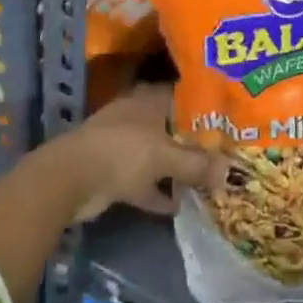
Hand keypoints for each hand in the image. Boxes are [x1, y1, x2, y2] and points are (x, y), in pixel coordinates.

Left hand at [61, 83, 227, 218]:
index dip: (202, 105)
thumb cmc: (123, 151)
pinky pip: (143, 183)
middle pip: (170, 127)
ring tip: (204, 181)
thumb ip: (197, 165)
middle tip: (220, 151)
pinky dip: (157, 194)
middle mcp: (137, 118)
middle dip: (192, 140)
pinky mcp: (113, 173)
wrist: (72, 179)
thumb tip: (230, 172)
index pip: (181, 95)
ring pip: (157, 155)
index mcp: (148, 101)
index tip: (225, 116)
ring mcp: (123, 146)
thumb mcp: (166, 157)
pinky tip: (177, 207)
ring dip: (175, 169)